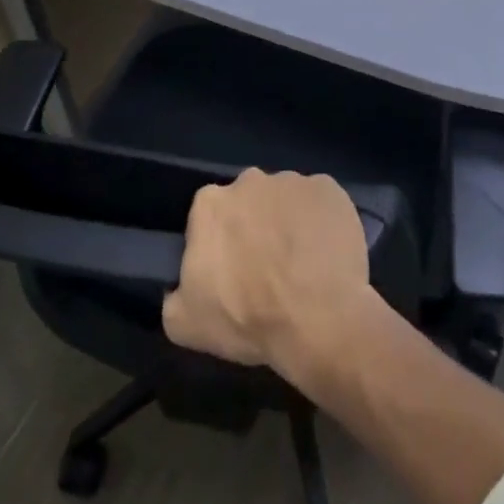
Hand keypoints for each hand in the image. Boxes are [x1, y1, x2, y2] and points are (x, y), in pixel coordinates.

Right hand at [162, 169, 375, 376]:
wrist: (317, 320)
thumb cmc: (247, 318)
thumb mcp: (184, 323)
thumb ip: (174, 294)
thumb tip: (178, 286)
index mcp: (210, 204)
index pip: (209, 217)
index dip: (220, 244)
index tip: (232, 271)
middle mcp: (250, 180)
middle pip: (248, 202)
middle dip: (255, 226)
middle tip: (267, 267)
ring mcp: (293, 181)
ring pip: (285, 200)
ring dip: (289, 223)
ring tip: (302, 263)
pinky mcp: (329, 189)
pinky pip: (320, 202)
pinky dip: (322, 221)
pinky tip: (327, 253)